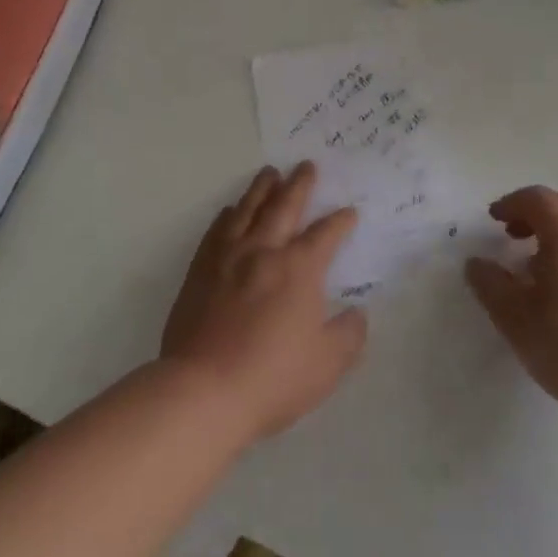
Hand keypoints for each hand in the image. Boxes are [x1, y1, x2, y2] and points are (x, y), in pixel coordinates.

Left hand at [161, 162, 367, 443]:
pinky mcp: (200, 272)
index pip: (325, 235)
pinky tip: (230, 210)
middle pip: (284, 207)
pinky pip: (216, 232)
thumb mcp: (328, 364)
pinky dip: (227, 216)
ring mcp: (228, 258)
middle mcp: (264, 252)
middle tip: (306, 165)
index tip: (349, 211)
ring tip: (269, 172)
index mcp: (299, 269)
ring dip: (262, 189)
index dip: (340, 221)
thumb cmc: (273, 377)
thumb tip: (357, 314)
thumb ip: (348, 335)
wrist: (203, 391)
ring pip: (247, 211)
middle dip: (299, 185)